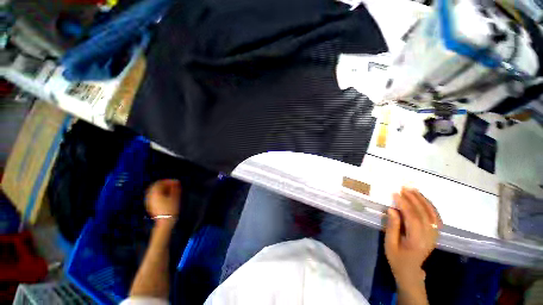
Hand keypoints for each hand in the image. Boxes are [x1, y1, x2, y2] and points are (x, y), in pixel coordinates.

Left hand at [146, 179, 181, 221]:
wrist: (165, 222)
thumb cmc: (171, 209)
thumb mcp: (175, 197)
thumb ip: (175, 188)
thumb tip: (176, 183)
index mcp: (155, 193)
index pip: (160, 182)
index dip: (169, 181)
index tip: (177, 182)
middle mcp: (150, 196)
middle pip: (155, 186)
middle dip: (165, 184)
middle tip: (173, 185)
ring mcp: (149, 201)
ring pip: (154, 191)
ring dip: (162, 188)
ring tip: (170, 190)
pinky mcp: (150, 205)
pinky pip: (153, 195)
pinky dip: (159, 193)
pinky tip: (166, 196)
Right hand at [385, 187, 441, 287]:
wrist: (410, 271)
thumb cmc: (397, 258)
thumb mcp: (390, 244)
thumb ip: (392, 226)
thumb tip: (392, 209)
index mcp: (416, 241)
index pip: (413, 219)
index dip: (404, 205)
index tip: (395, 194)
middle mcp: (429, 237)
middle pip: (425, 214)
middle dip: (414, 199)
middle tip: (404, 188)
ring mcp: (435, 236)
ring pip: (433, 214)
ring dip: (424, 200)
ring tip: (413, 190)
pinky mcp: (436, 234)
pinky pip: (436, 217)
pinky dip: (430, 206)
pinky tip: (423, 199)